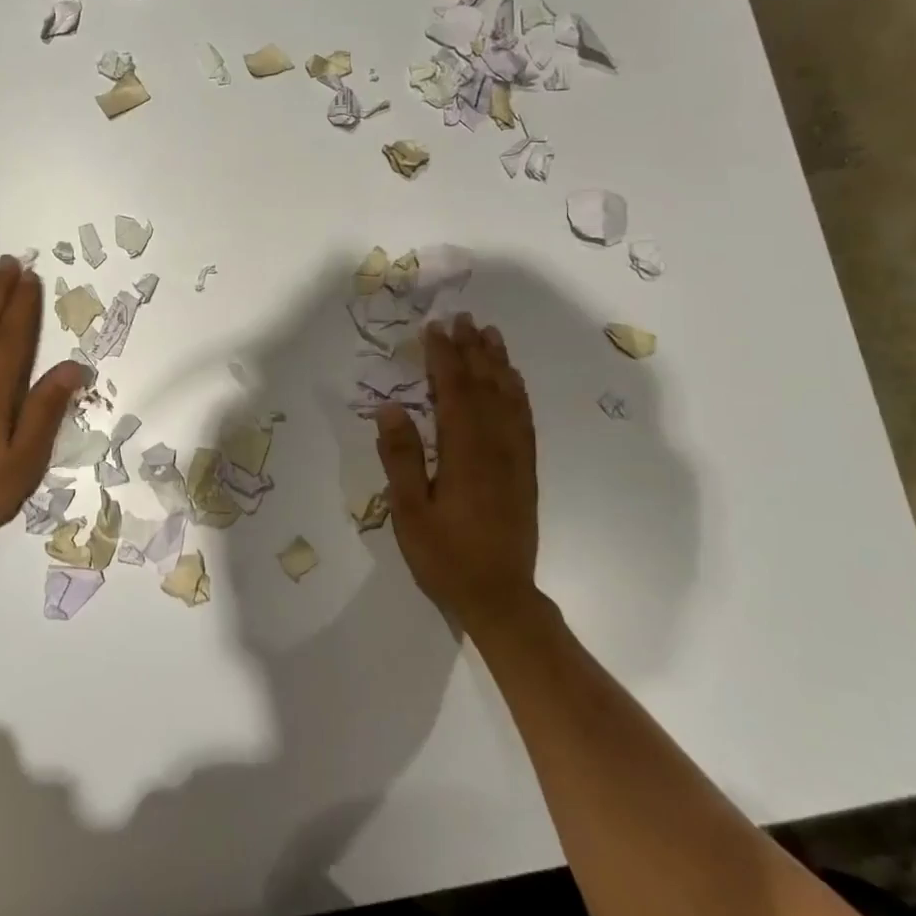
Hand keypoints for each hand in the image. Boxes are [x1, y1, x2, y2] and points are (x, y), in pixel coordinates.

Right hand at [375, 313, 540, 625]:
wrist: (500, 598)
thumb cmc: (446, 556)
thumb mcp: (410, 511)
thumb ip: (401, 457)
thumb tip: (390, 407)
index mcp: (465, 452)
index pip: (454, 392)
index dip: (443, 357)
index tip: (434, 328)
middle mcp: (496, 446)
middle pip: (485, 386)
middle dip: (472, 349)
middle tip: (463, 317)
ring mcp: (515, 458)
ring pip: (508, 398)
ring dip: (498, 363)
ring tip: (489, 334)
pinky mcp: (525, 471)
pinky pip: (524, 419)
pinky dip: (517, 392)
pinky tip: (513, 381)